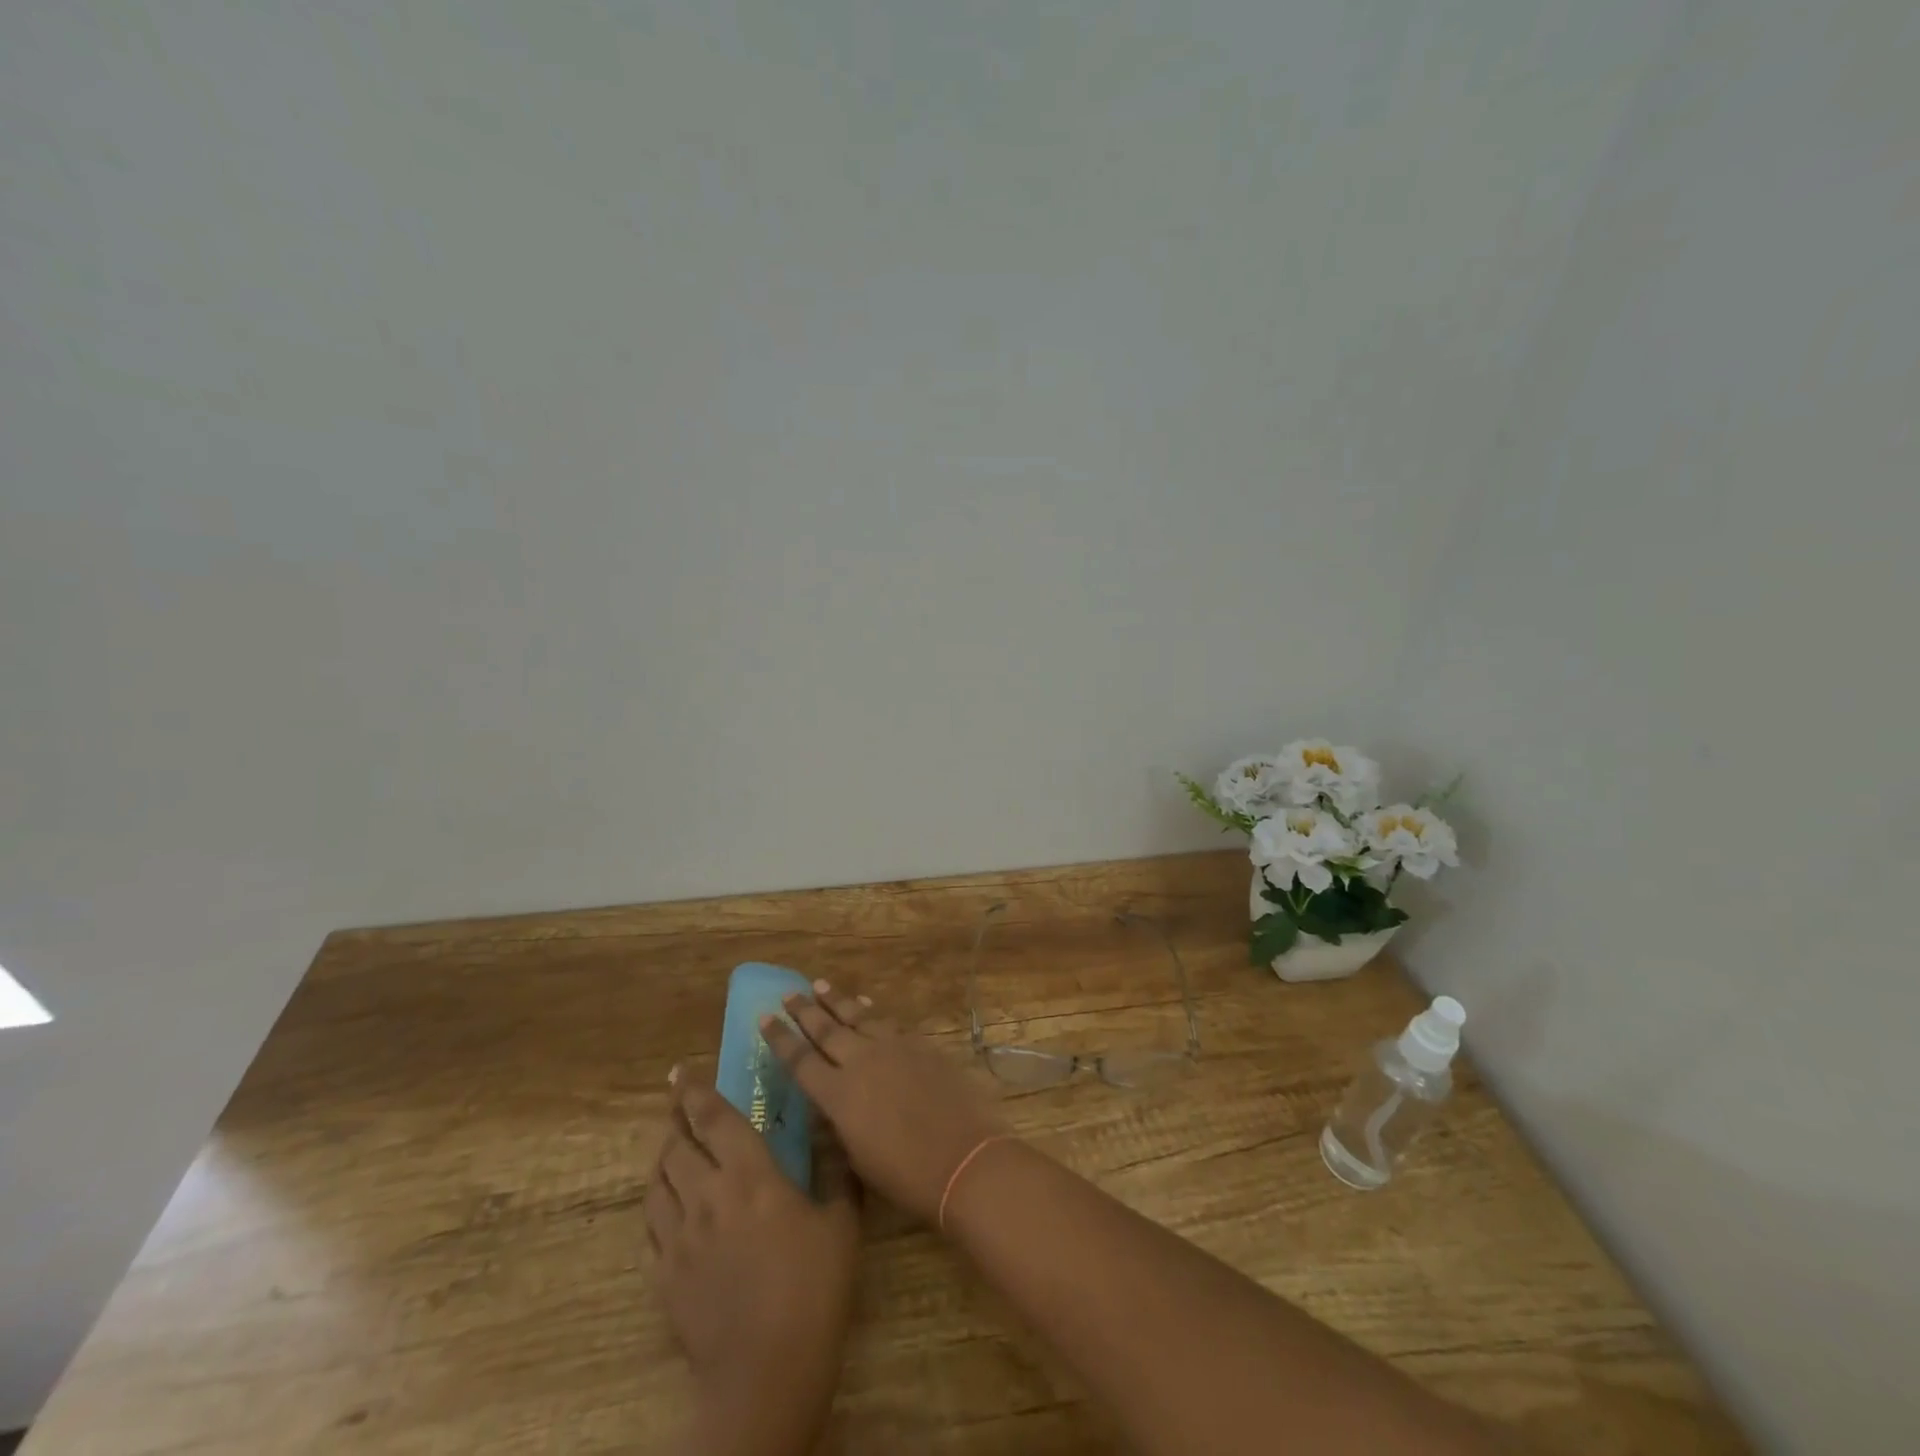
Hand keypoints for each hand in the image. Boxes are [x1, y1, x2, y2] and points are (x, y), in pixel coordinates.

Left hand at [645, 1070, 859, 1454]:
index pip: (714, 1118)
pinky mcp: (663, 1275)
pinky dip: (654, 1203)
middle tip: (677, 1102)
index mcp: (749, 1175)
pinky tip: (665, 1203)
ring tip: (672, 1145)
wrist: (766, 1374)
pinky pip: (648, 1226)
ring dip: (663, 1156)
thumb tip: (831, 1126)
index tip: (680, 1071)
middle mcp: (706, 1195)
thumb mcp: (841, 1223)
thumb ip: (834, 1168)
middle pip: (677, 1144)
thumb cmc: (813, 1289)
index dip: (695, 1091)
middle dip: (675, 1117)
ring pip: (658, 1180)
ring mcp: (678, 1237)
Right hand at [761, 985, 1007, 1224]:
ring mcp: (893, 1048)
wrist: (964, 1158)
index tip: (764, 1017)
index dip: (780, 1039)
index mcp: (838, 1095)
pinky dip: (872, 1012)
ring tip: (819, 985)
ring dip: (837, 1001)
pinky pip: (888, 1022)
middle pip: (825, 1029)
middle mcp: (861, 1062)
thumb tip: (829, 1103)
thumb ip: (839, 1124)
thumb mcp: (857, 1158)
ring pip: (857, 1016)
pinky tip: (866, 1005)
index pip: (800, 1060)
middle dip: (803, 1010)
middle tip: (788, 993)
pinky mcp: (920, 1045)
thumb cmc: (906, 1176)